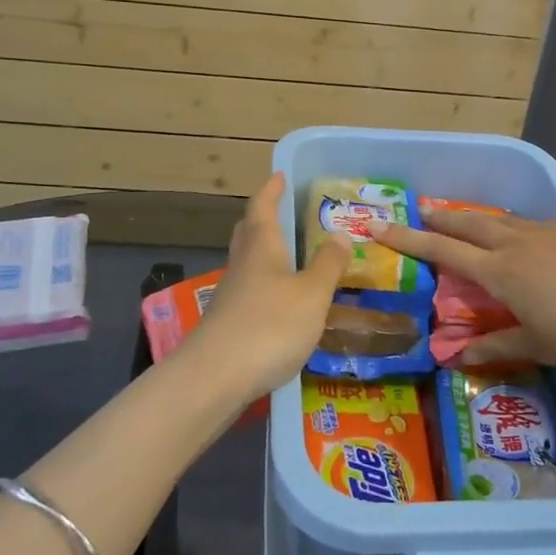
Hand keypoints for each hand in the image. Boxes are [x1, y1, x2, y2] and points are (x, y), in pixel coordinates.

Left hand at [189, 174, 348, 397]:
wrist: (215, 378)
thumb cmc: (269, 326)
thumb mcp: (312, 294)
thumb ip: (328, 265)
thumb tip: (340, 234)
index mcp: (262, 248)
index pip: (262, 208)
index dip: (271, 190)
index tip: (280, 175)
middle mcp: (242, 265)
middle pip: (248, 233)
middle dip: (262, 218)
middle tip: (281, 211)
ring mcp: (230, 296)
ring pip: (246, 263)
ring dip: (263, 253)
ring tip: (288, 257)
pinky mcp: (227, 325)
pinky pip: (247, 292)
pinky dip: (263, 286)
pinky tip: (279, 302)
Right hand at [373, 210, 555, 374]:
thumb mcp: (535, 345)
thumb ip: (494, 346)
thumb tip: (456, 357)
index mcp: (500, 270)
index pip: (444, 249)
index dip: (409, 238)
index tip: (381, 225)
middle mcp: (517, 242)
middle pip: (469, 222)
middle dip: (441, 218)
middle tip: (421, 212)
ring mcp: (547, 232)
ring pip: (501, 218)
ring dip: (477, 218)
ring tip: (466, 221)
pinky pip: (531, 224)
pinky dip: (513, 226)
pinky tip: (522, 238)